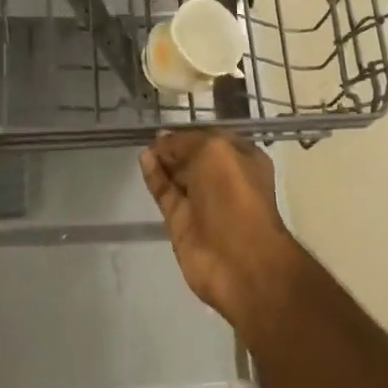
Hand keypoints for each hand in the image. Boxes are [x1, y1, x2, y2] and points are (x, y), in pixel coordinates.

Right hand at [140, 132, 297, 319]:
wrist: (239, 261)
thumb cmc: (235, 196)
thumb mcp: (214, 152)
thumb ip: (185, 142)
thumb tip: (162, 140)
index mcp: (243, 159)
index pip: (212, 138)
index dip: (190, 132)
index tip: (168, 126)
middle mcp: (224, 180)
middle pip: (194, 157)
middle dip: (175, 146)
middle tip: (152, 137)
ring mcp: (202, 203)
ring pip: (178, 176)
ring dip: (162, 160)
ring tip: (145, 147)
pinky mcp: (182, 223)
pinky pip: (165, 194)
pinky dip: (154, 178)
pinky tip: (144, 161)